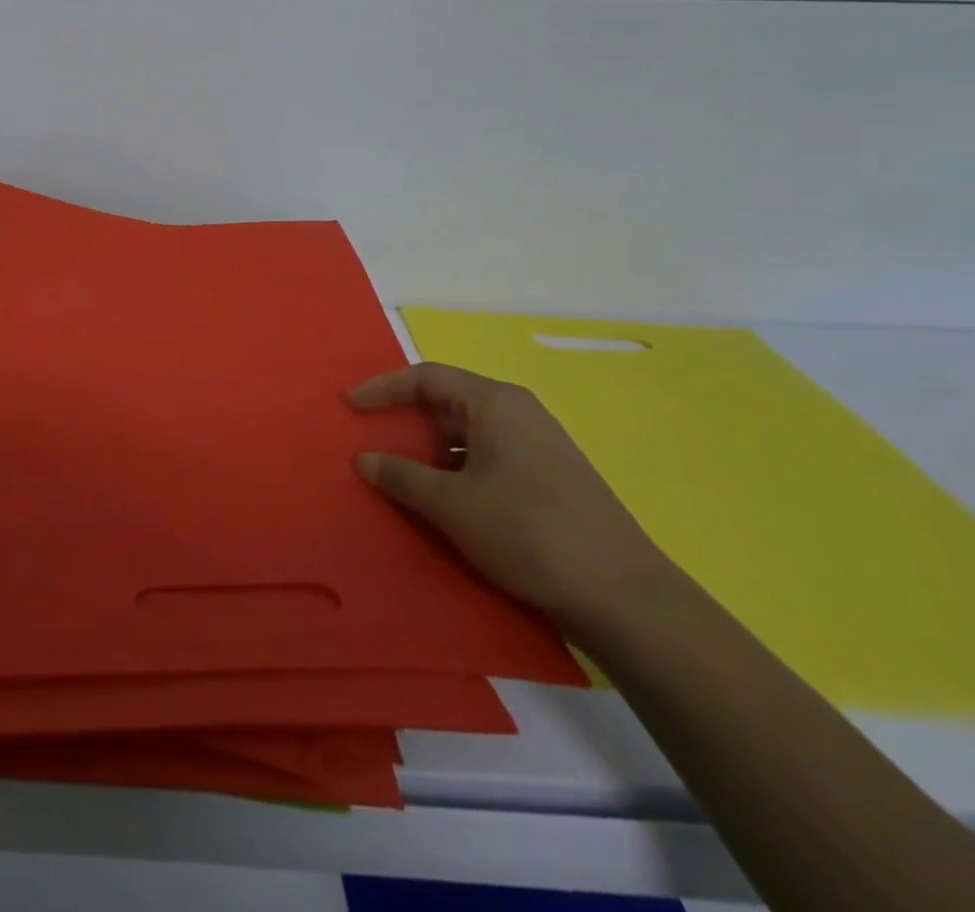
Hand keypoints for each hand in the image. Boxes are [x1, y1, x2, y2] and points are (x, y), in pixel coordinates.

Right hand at [348, 361, 674, 633]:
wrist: (623, 597)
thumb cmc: (528, 532)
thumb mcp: (452, 504)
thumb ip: (401, 476)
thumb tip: (364, 459)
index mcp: (496, 403)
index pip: (426, 377)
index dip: (383, 388)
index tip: (351, 407)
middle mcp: (519, 413)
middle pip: (447, 402)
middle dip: (406, 421)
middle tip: (372, 442)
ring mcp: (538, 445)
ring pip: (468, 434)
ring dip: (430, 450)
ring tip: (401, 476)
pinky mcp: (549, 477)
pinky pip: (487, 458)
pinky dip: (456, 469)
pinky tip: (445, 501)